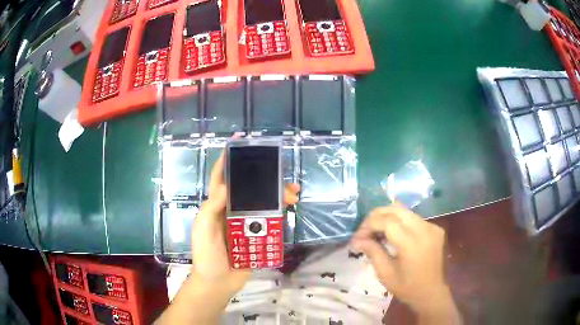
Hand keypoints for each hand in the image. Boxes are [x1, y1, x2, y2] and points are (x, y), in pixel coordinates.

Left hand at [191, 153, 299, 293]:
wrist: (218, 283)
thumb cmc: (206, 255)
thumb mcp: (204, 230)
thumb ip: (211, 209)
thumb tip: (226, 185)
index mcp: (217, 206)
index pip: (221, 178)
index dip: (228, 159)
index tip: (240, 143)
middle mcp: (232, 211)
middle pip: (249, 189)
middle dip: (265, 180)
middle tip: (283, 178)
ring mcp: (245, 224)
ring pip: (263, 203)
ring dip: (278, 197)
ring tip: (294, 196)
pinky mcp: (256, 236)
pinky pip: (270, 222)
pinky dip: (280, 215)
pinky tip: (290, 211)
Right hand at [350, 204, 458, 320]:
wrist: (433, 293)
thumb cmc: (408, 288)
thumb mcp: (386, 274)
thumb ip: (373, 252)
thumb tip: (357, 239)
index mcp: (412, 243)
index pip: (387, 221)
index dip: (369, 224)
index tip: (358, 236)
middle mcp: (424, 229)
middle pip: (396, 209)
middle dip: (377, 215)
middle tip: (365, 229)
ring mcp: (432, 227)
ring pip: (405, 211)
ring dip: (388, 217)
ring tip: (376, 230)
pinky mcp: (436, 228)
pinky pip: (414, 218)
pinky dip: (400, 221)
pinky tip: (393, 234)